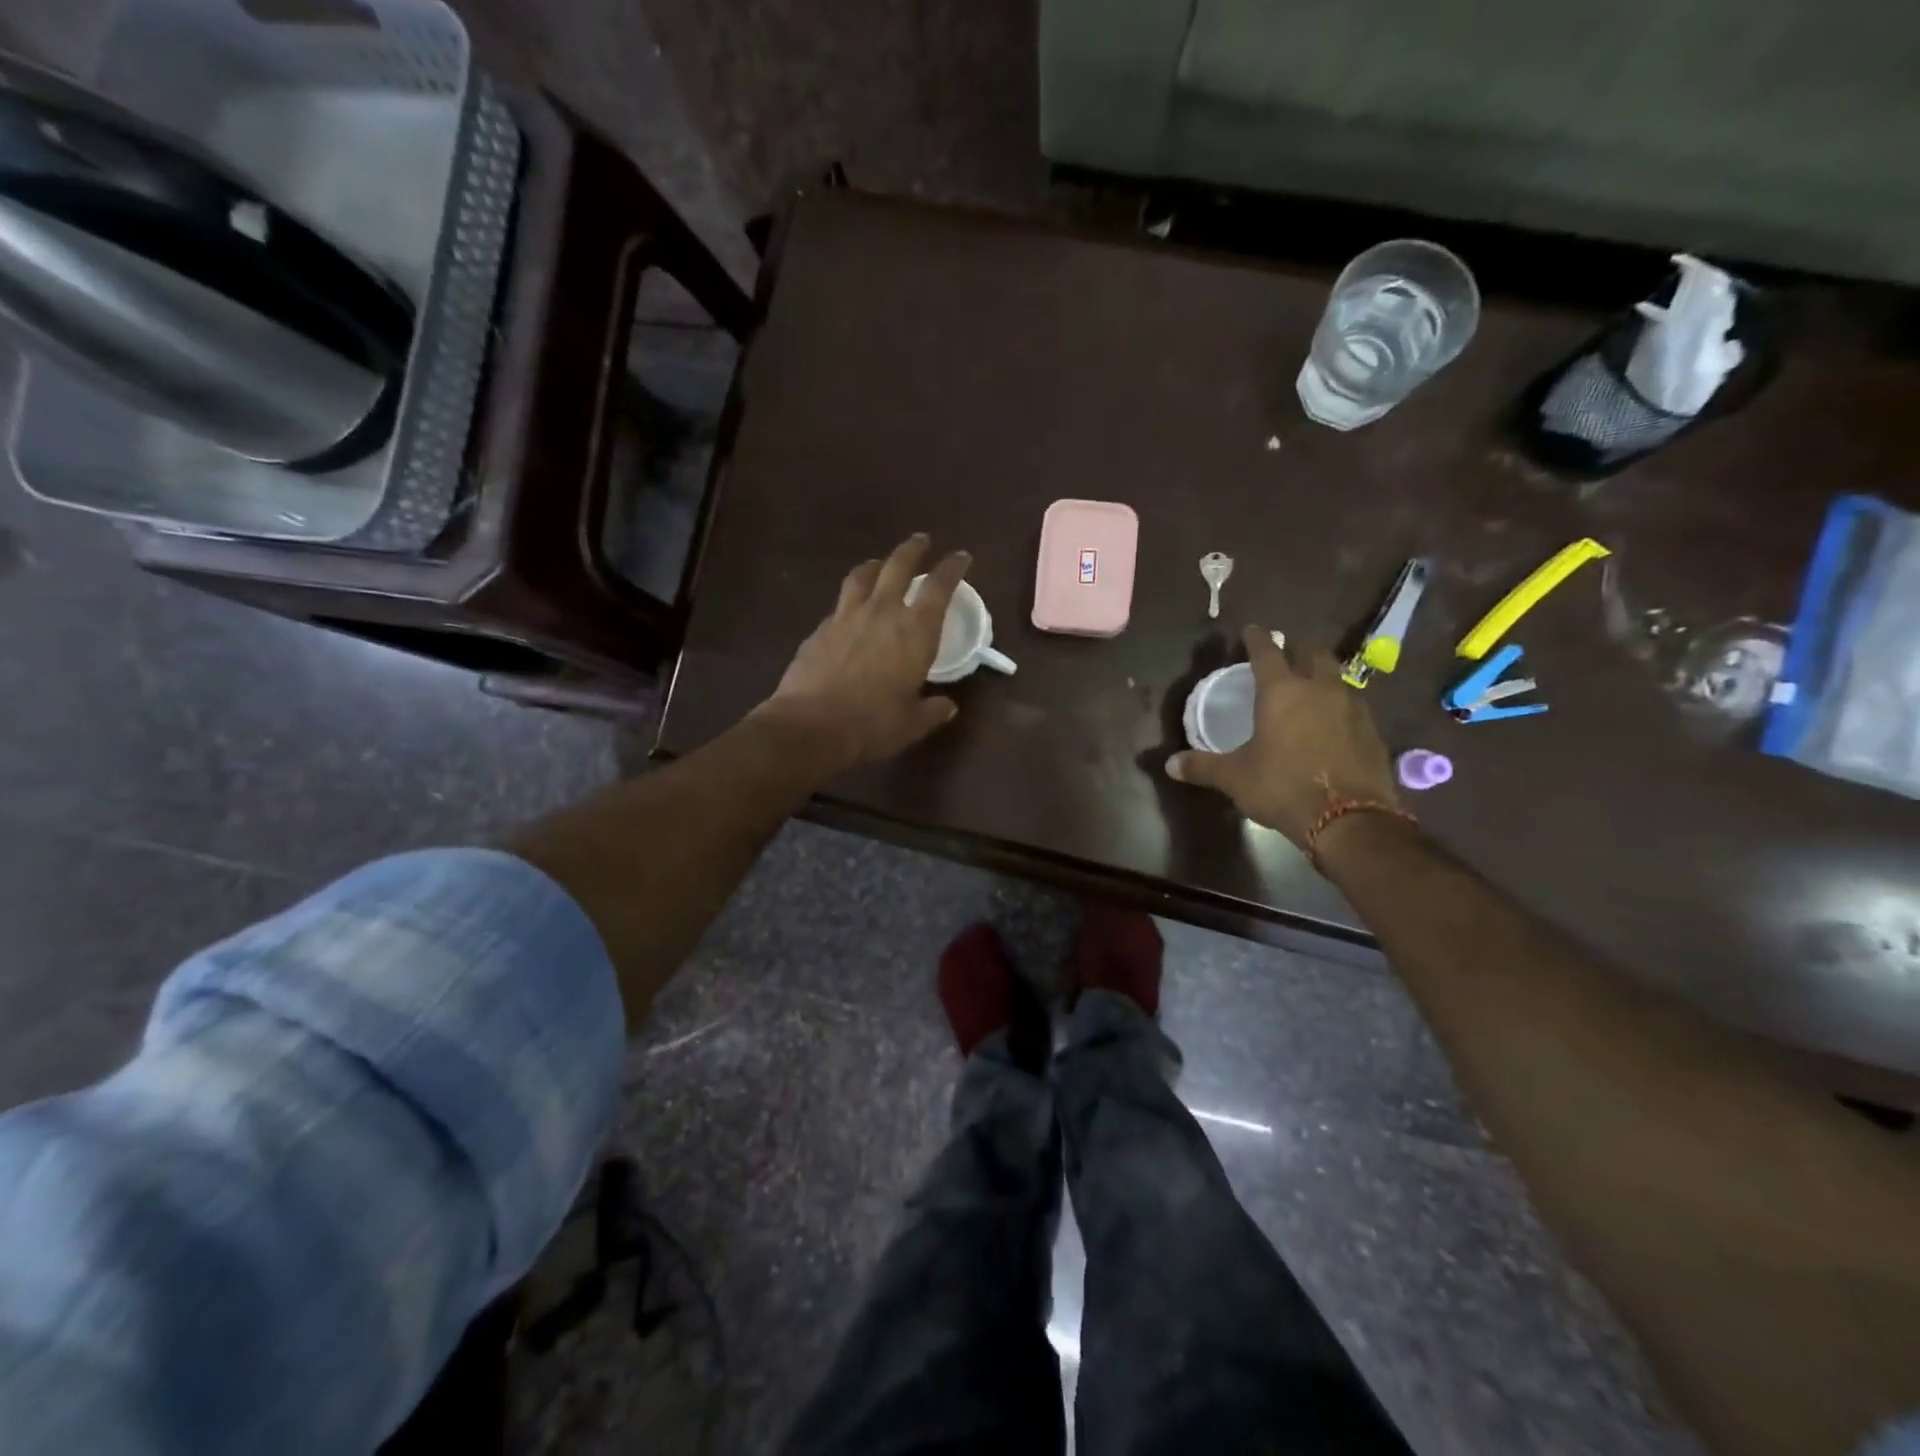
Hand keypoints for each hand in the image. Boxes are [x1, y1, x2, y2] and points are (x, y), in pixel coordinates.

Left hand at [758, 534, 970, 774]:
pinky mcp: (820, 629)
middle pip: (899, 565)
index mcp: (915, 631)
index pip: (940, 587)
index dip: (953, 567)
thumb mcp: (912, 723)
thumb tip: (947, 706)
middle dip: (913, 550)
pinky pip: (840, 604)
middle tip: (921, 541)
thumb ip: (932, 711)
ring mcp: (846, 616)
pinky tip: (850, 610)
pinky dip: (851, 599)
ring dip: (876, 564)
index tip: (961, 556)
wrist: (810, 726)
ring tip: (880, 563)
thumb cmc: (872, 725)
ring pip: (863, 575)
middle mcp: (882, 612)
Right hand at [1166, 626, 1400, 847]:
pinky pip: (1354, 706)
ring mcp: (1353, 708)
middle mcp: (1320, 689)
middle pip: (1314, 653)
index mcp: (1282, 691)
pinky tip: (1333, 723)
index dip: (1257, 638)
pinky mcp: (1373, 731)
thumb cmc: (1282, 787)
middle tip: (1288, 653)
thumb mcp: (1235, 778)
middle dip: (1299, 648)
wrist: (1349, 820)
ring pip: (1339, 677)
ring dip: (1324, 675)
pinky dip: (1340, 706)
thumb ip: (1203, 766)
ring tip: (1311, 686)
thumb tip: (1169, 765)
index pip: (1267, 652)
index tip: (1252, 629)